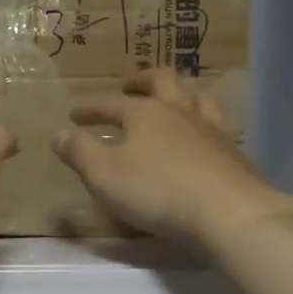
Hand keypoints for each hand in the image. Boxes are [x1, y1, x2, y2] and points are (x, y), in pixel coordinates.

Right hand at [51, 69, 292, 252]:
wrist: (228, 212)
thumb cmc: (157, 191)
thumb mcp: (104, 175)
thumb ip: (79, 152)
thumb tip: (59, 133)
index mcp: (144, 113)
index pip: (111, 105)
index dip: (90, 109)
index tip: (74, 115)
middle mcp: (179, 111)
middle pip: (163, 81)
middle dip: (143, 81)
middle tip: (131, 86)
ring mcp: (211, 129)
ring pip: (197, 96)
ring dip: (181, 93)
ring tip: (172, 100)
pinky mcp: (233, 152)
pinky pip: (216, 124)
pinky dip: (202, 122)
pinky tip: (201, 137)